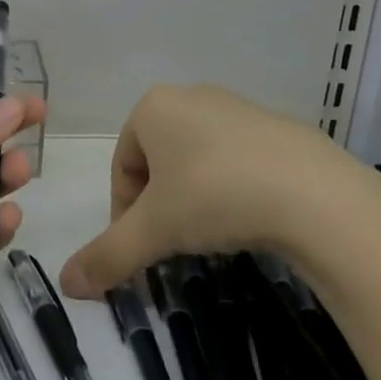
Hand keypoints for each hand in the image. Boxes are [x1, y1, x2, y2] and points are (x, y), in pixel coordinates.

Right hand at [58, 84, 380, 297]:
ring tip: (212, 233)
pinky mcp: (275, 125)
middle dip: (159, 204)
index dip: (123, 212)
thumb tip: (66, 283)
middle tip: (174, 243)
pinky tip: (249, 217)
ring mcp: (236, 107)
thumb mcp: (154, 230)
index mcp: (153, 107)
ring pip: (196, 159)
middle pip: (157, 160)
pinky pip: (235, 158)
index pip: (122, 164)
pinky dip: (231, 188)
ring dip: (193, 196)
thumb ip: (107, 255)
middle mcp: (190, 96)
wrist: (314, 193)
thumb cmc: (215, 195)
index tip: (142, 248)